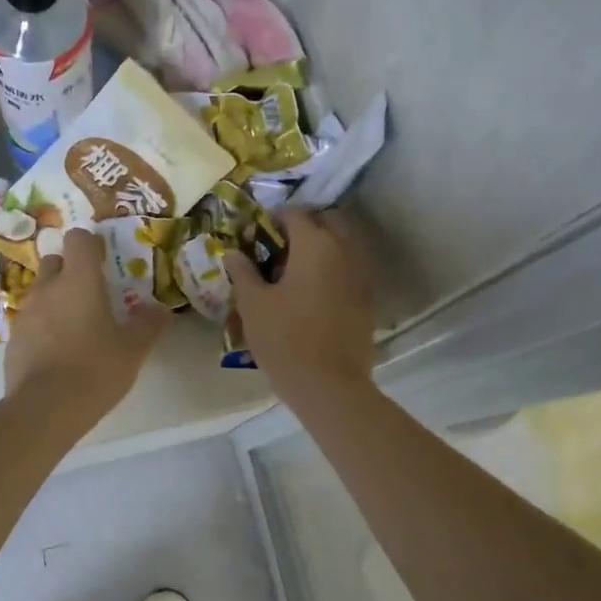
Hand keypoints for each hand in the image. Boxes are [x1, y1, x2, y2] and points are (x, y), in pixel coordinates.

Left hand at [6, 228, 170, 418]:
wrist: (45, 408)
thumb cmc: (95, 369)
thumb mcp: (133, 350)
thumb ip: (149, 325)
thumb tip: (162, 310)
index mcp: (79, 280)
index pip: (78, 239)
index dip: (91, 244)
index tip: (104, 259)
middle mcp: (48, 288)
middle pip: (55, 261)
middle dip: (70, 269)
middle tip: (91, 292)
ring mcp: (26, 313)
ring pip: (41, 291)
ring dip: (56, 299)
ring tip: (75, 326)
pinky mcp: (13, 339)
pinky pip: (30, 320)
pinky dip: (43, 326)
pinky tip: (57, 351)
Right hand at [226, 208, 374, 394]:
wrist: (329, 386)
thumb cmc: (284, 339)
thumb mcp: (253, 304)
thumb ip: (243, 272)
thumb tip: (233, 252)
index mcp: (315, 245)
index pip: (295, 214)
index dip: (273, 219)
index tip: (256, 234)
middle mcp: (344, 252)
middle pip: (328, 222)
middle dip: (304, 227)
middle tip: (279, 248)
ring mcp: (361, 276)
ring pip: (343, 246)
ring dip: (321, 248)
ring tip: (294, 272)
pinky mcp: (367, 301)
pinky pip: (349, 271)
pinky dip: (333, 271)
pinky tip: (312, 294)